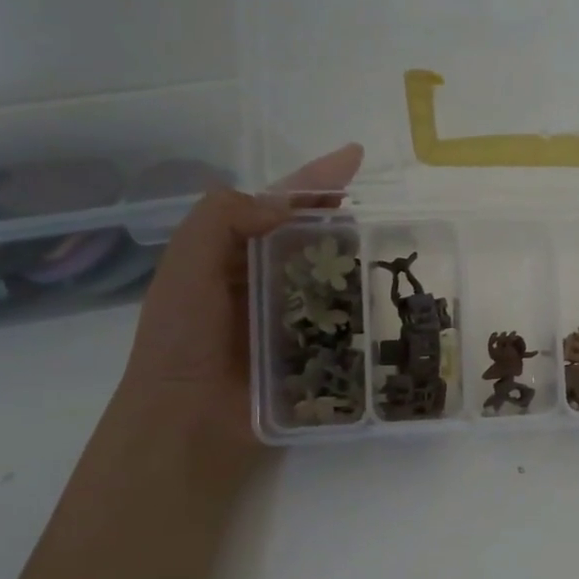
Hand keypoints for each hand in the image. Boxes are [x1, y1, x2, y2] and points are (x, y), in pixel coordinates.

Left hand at [116, 144, 362, 462]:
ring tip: (396, 250)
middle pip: (312, 237)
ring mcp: (288, 316)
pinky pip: (342, 320)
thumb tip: (283, 206)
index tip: (355, 157)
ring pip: (331, 276)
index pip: (278, 204)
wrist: (186, 421)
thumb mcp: (186, 266)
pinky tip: (389, 300)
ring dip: (359, 261)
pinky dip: (363, 308)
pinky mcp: (309, 351)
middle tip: (384, 212)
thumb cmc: (181, 340)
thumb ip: (222, 220)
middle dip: (343, 219)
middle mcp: (261, 279)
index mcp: (230, 253)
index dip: (315, 179)